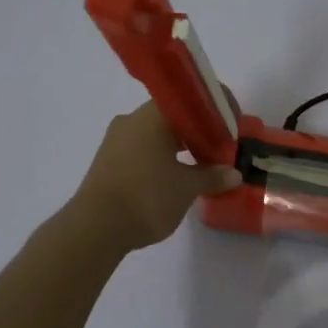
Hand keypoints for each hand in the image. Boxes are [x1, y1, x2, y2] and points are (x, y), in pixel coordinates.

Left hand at [71, 101, 241, 252]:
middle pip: (174, 115)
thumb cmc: (146, 198)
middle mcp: (132, 121)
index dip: (215, 109)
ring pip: (157, 133)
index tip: (232, 125)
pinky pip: (144, 149)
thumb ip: (211, 176)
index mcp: (152, 116)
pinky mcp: (109, 161)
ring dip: (182, 145)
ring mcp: (117, 141)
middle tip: (222, 146)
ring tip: (204, 165)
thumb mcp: (186, 188)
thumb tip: (233, 173)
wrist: (94, 229)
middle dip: (200, 130)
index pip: (189, 99)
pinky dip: (165, 157)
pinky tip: (177, 176)